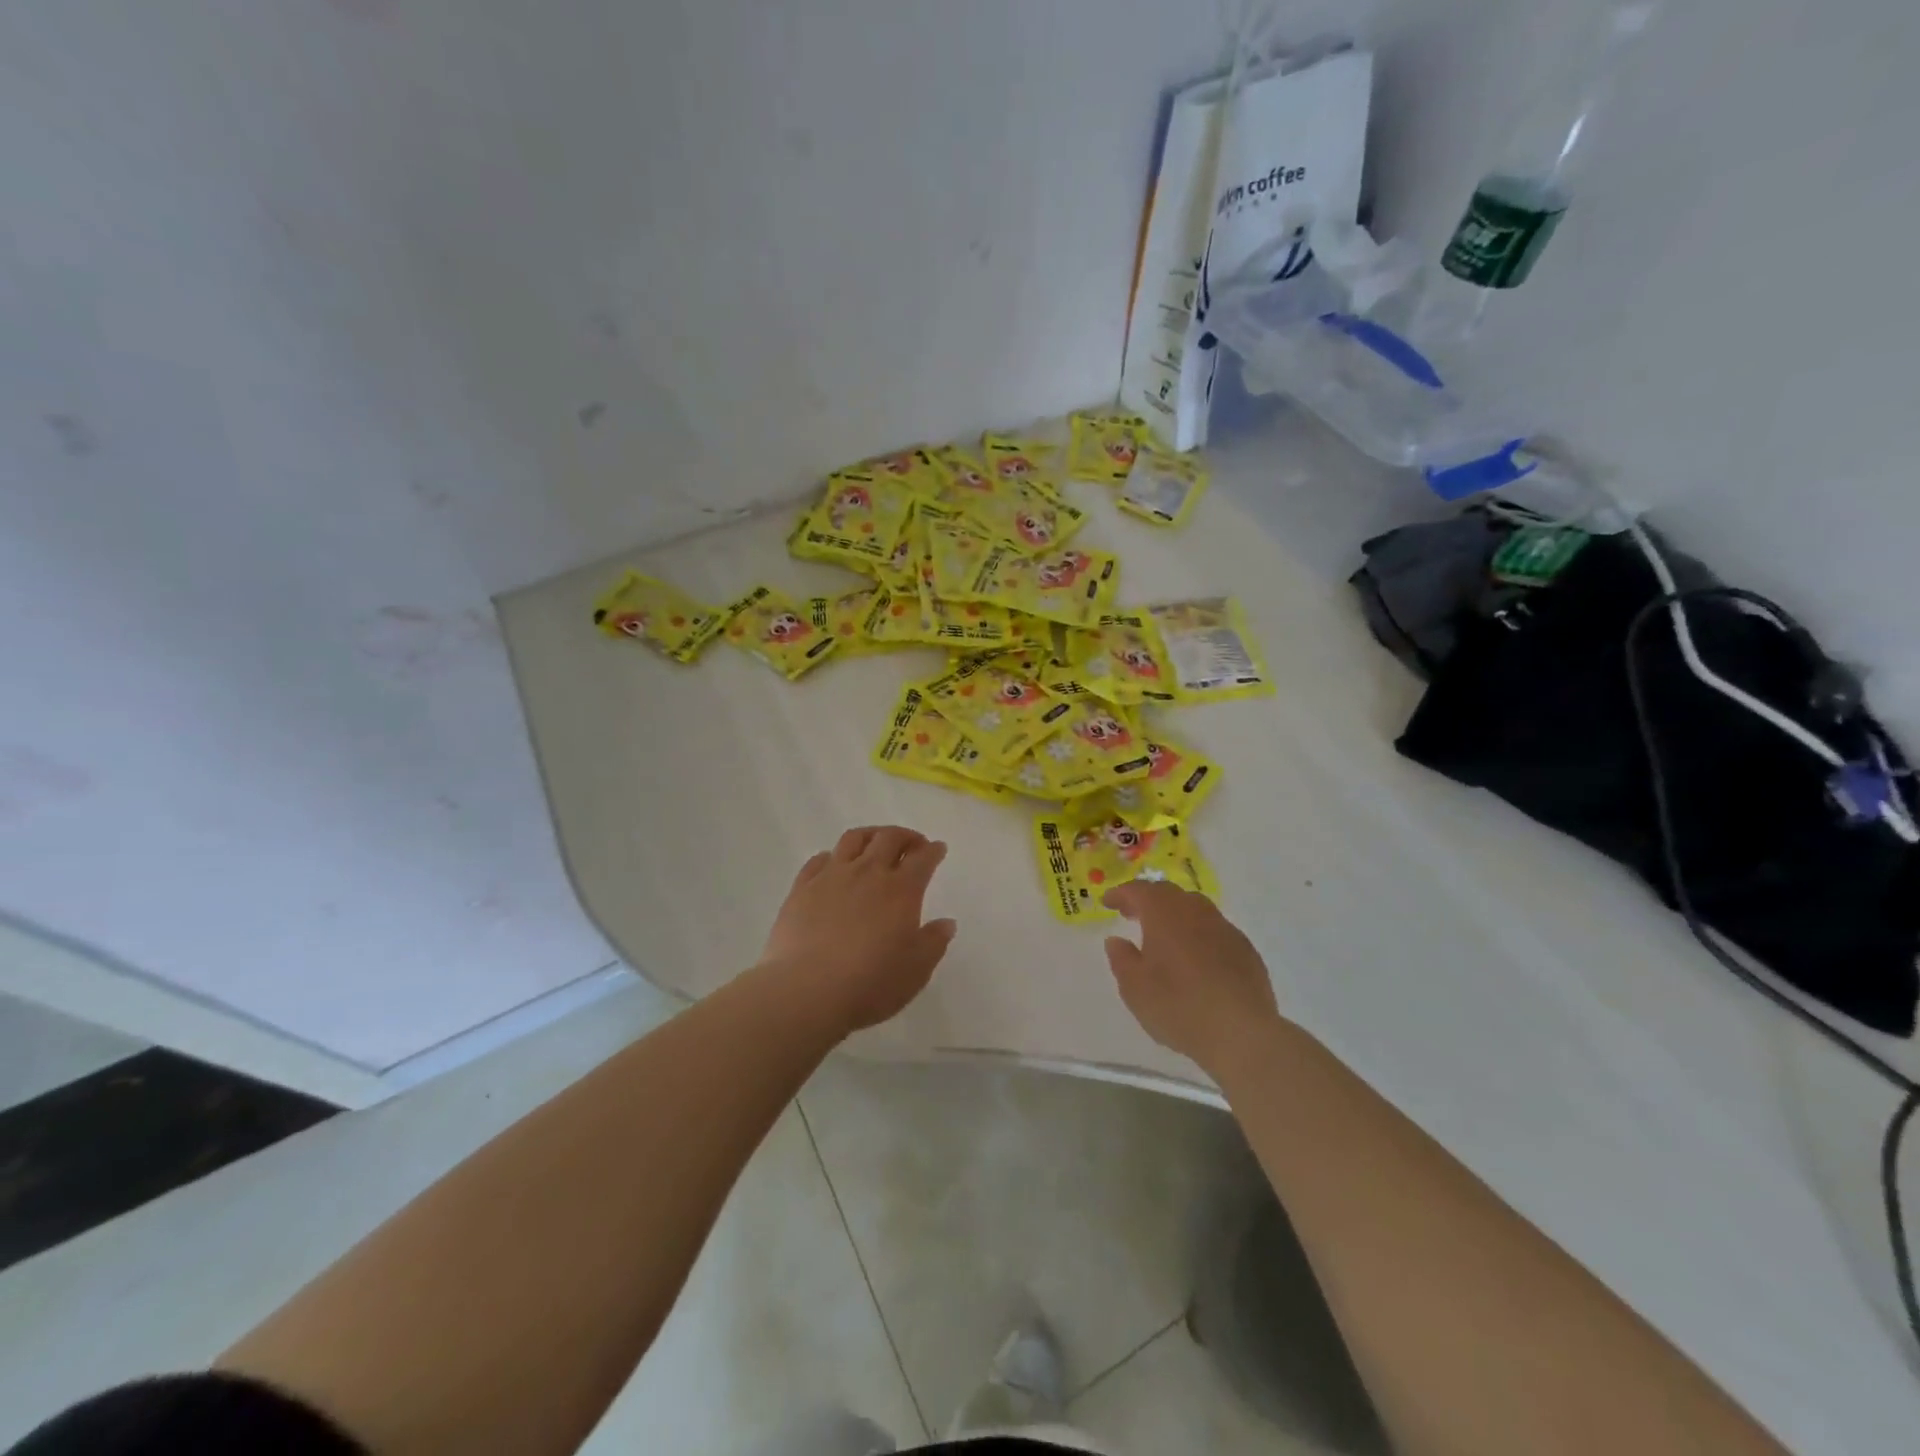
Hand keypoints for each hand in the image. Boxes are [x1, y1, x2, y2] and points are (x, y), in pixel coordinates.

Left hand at [758, 826, 956, 1035]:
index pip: (922, 859)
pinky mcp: (802, 888)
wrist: (807, 992)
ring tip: (876, 843)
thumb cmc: (870, 984)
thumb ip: (934, 942)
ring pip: (854, 839)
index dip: (933, 851)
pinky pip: (818, 859)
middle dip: (905, 836)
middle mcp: (868, 873)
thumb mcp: (916, 970)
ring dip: (871, 835)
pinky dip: (833, 856)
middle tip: (912, 844)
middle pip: (889, 838)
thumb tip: (946, 922)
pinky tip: (834, 865)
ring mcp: (831, 877)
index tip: (938, 849)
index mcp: (901, 890)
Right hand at [1102, 881, 1279, 1075]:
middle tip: (1132, 914)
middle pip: (1169, 894)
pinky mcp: (1246, 950)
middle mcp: (1196, 911)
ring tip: (1164, 937)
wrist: (1242, 1033)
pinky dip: (1198, 935)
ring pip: (1195, 910)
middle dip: (1148, 900)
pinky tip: (1195, 960)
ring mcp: (1225, 929)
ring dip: (1175, 916)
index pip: (1139, 891)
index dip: (1121, 894)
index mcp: (1165, 913)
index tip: (1108, 902)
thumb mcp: (1134, 988)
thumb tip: (1117, 940)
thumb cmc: (1178, 1006)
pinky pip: (1215, 931)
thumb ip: (1122, 959)